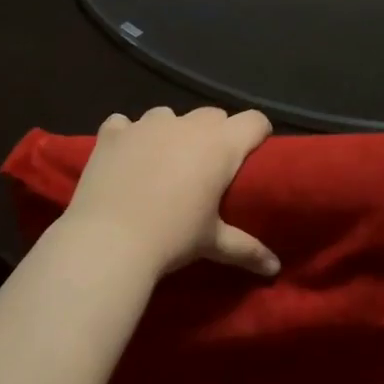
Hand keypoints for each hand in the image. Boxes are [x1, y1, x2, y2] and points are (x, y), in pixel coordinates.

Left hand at [60, 106, 279, 279]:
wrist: (108, 242)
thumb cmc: (172, 238)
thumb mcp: (213, 244)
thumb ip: (247, 250)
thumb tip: (275, 268)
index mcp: (220, 145)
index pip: (255, 121)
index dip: (257, 133)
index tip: (253, 152)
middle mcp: (187, 125)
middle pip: (213, 115)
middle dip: (214, 134)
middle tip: (206, 167)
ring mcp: (147, 124)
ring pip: (168, 115)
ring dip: (171, 133)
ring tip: (162, 163)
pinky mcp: (113, 132)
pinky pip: (124, 123)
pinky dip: (127, 136)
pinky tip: (124, 157)